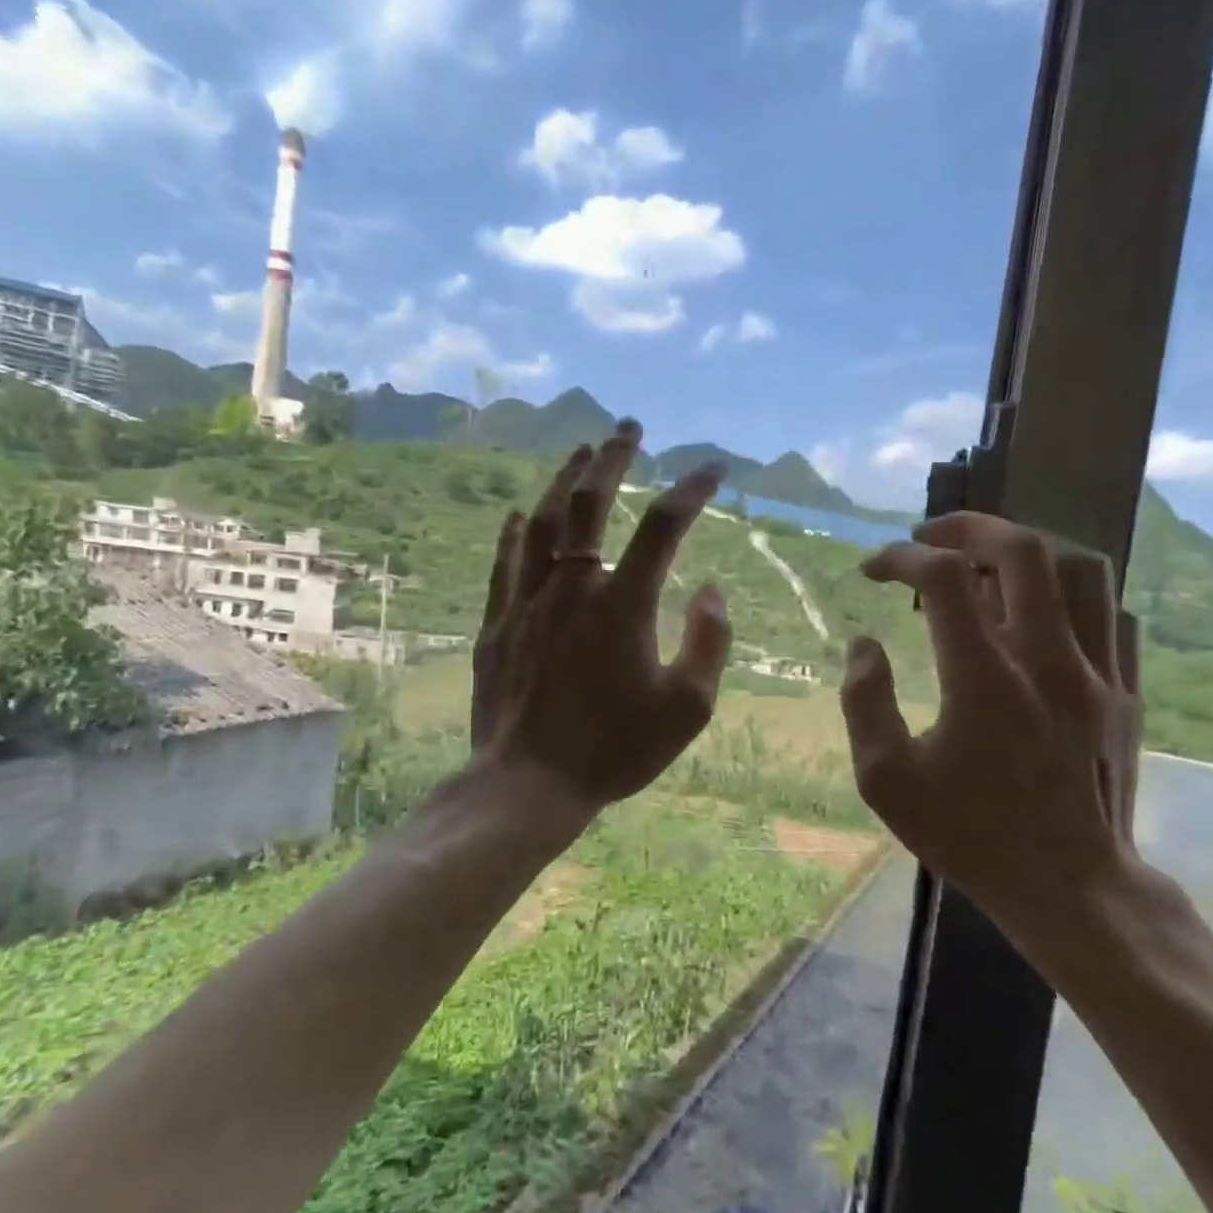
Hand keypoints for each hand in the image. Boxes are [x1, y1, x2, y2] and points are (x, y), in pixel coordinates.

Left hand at [470, 421, 732, 818]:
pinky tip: (521, 513)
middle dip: (613, 457)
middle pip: (592, 502)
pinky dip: (516, 532)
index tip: (715, 469)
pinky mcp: (498, 624)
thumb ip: (708, 642)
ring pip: (544, 522)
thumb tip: (711, 590)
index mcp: (624, 605)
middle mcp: (573, 587)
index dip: (693, 489)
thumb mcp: (687, 708)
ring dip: (565, 481)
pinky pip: (506, 563)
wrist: (529, 784)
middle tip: (627, 427)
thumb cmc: (614, 750)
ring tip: (580, 453)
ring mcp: (528, 602)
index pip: (664, 525)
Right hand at [839, 512, 1143, 971]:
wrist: (1073, 888)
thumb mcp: (887, 781)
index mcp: (983, 677)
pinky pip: (1110, 610)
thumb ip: (864, 703)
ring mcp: (1096, 671)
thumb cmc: (972, 836)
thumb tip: (864, 645)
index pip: (942, 578)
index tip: (872, 568)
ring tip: (986, 561)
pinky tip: (1040, 610)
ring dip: (1025, 548)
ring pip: (1079, 567)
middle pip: (1020, 549)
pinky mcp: (1124, 690)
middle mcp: (1046, 657)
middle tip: (928, 536)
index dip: (900, 558)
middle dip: (966, 526)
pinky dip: (1069, 591)